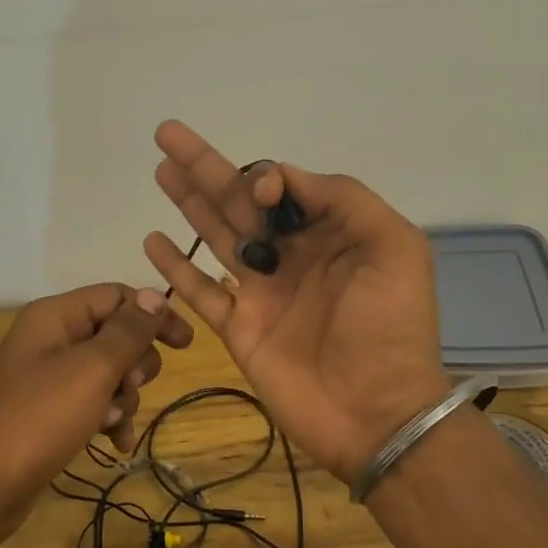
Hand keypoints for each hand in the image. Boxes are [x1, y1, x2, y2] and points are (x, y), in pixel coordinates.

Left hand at [0, 284, 192, 540]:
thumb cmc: (40, 418)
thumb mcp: (93, 369)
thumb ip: (128, 331)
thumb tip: (154, 296)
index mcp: (56, 315)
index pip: (117, 296)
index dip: (153, 315)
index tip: (185, 344)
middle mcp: (52, 338)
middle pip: (116, 333)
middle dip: (134, 363)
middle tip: (128, 386)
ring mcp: (49, 375)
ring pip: (109, 371)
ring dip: (123, 396)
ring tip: (111, 423)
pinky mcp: (50, 409)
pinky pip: (94, 401)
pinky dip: (109, 418)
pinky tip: (116, 444)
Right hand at [143, 120, 450, 483]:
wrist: (378, 413)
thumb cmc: (392, 328)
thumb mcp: (394, 248)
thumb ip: (344, 200)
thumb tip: (284, 177)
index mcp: (329, 234)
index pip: (284, 188)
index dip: (264, 177)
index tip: (261, 191)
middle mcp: (292, 256)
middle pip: (239, 203)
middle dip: (206, 168)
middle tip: (168, 134)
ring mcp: (262, 292)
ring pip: (216, 237)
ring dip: (188, 203)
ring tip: (161, 170)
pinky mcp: (239, 328)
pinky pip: (200, 292)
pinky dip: (175, 268)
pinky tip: (152, 241)